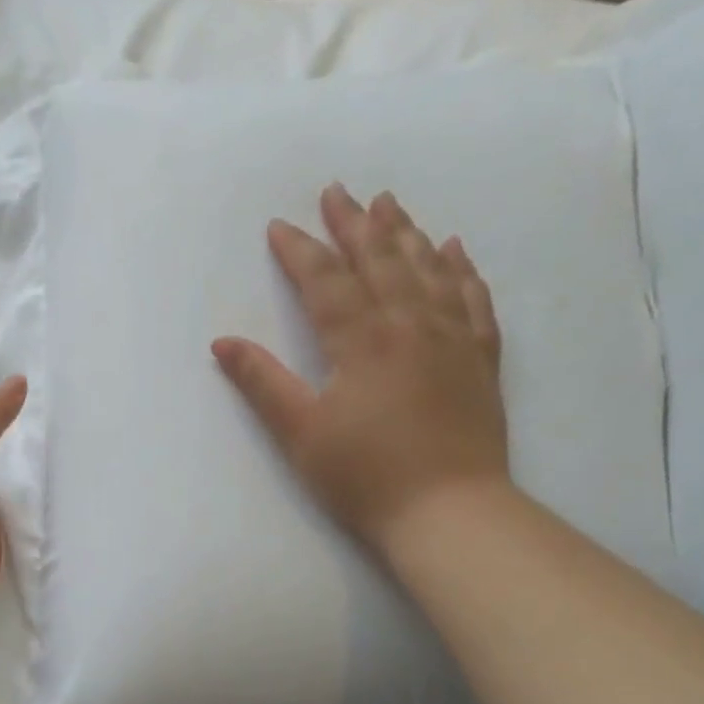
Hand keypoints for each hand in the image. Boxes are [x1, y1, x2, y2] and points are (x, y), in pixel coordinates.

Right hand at [212, 183, 508, 549]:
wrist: (449, 512)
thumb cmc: (365, 478)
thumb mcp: (301, 434)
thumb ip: (262, 383)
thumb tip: (223, 343)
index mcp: (361, 341)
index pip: (325, 282)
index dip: (300, 251)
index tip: (279, 226)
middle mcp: (409, 325)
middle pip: (379, 261)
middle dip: (354, 225)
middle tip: (338, 191)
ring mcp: (451, 339)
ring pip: (428, 270)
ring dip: (405, 233)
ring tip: (389, 203)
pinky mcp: (480, 361)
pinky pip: (473, 300)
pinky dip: (461, 270)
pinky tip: (454, 249)